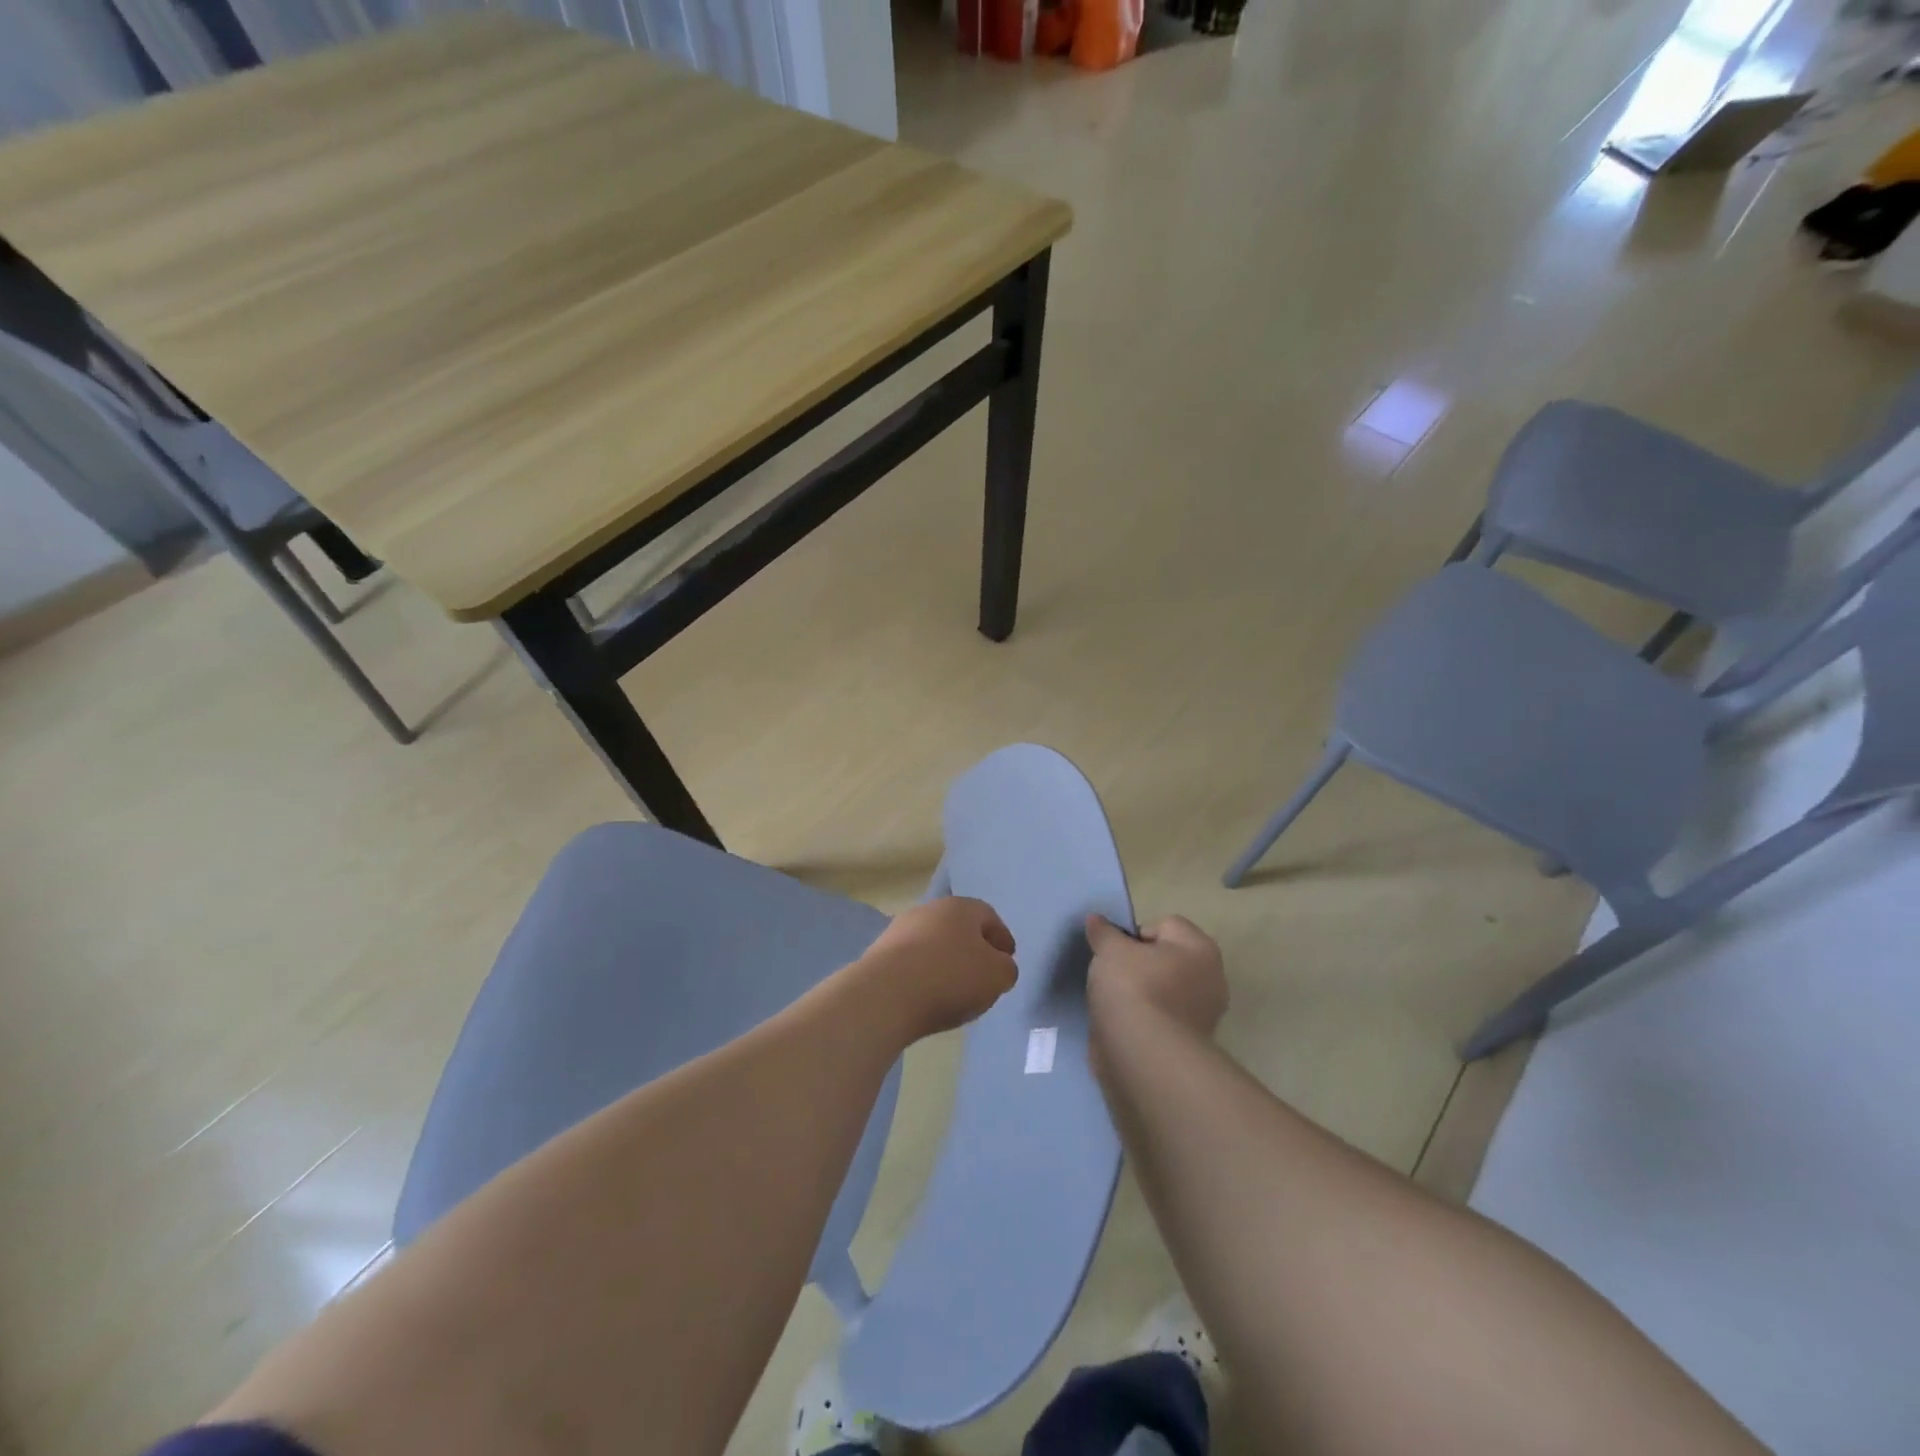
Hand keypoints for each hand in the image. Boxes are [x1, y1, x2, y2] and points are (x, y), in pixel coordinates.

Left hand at [857, 897, 1018, 1040]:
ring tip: (954, 990)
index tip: (1008, 959)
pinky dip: (924, 975)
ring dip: (946, 961)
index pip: (989, 917)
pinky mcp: (880, 953)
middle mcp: (929, 909)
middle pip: (959, 927)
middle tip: (982, 974)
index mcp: (961, 907)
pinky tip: (927, 996)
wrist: (886, 994)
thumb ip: (1006, 969)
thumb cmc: (951, 977)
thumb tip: (998, 966)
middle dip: (973, 949)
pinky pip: (912, 962)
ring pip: (933, 943)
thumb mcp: (997, 976)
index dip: (1002, 938)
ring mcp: (900, 929)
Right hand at [1086, 914, 1227, 1036]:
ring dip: (1139, 994)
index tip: (1112, 952)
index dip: (1133, 935)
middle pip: (1164, 958)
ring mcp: (1202, 1014)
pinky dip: (1142, 1019)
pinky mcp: (1188, 1044)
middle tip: (1111, 974)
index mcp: (1200, 948)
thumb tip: (1096, 920)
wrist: (1144, 1056)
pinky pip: (1159, 1018)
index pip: (1163, 925)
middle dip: (1138, 964)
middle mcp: (1210, 978)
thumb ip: (1103, 932)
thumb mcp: (1110, 949)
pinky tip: (1121, 1025)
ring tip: (1112, 1002)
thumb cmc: (1133, 988)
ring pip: (1162, 990)